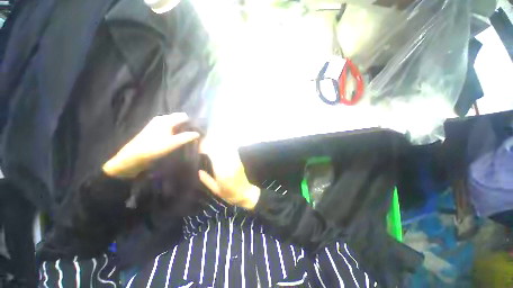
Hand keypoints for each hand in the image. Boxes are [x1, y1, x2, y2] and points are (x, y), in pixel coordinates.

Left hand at [102, 113, 199, 177]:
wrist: (133, 156)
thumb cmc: (153, 148)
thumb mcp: (172, 143)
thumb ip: (186, 137)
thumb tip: (198, 133)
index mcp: (166, 120)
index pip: (184, 116)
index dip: (192, 122)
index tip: (199, 129)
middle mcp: (162, 119)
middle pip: (179, 118)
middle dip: (187, 124)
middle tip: (195, 133)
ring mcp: (157, 124)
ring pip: (174, 123)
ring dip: (181, 128)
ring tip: (188, 136)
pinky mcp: (154, 130)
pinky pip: (169, 127)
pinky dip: (175, 130)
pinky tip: (178, 137)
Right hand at [198, 137, 260, 210]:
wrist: (247, 193)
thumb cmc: (230, 194)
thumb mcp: (216, 190)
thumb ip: (207, 180)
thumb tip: (199, 171)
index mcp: (222, 173)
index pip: (213, 156)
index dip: (206, 149)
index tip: (200, 148)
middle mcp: (230, 165)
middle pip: (220, 149)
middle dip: (211, 143)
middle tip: (204, 143)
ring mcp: (236, 162)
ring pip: (227, 148)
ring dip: (219, 143)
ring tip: (211, 141)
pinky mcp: (239, 160)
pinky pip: (233, 150)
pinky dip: (227, 145)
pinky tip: (222, 144)